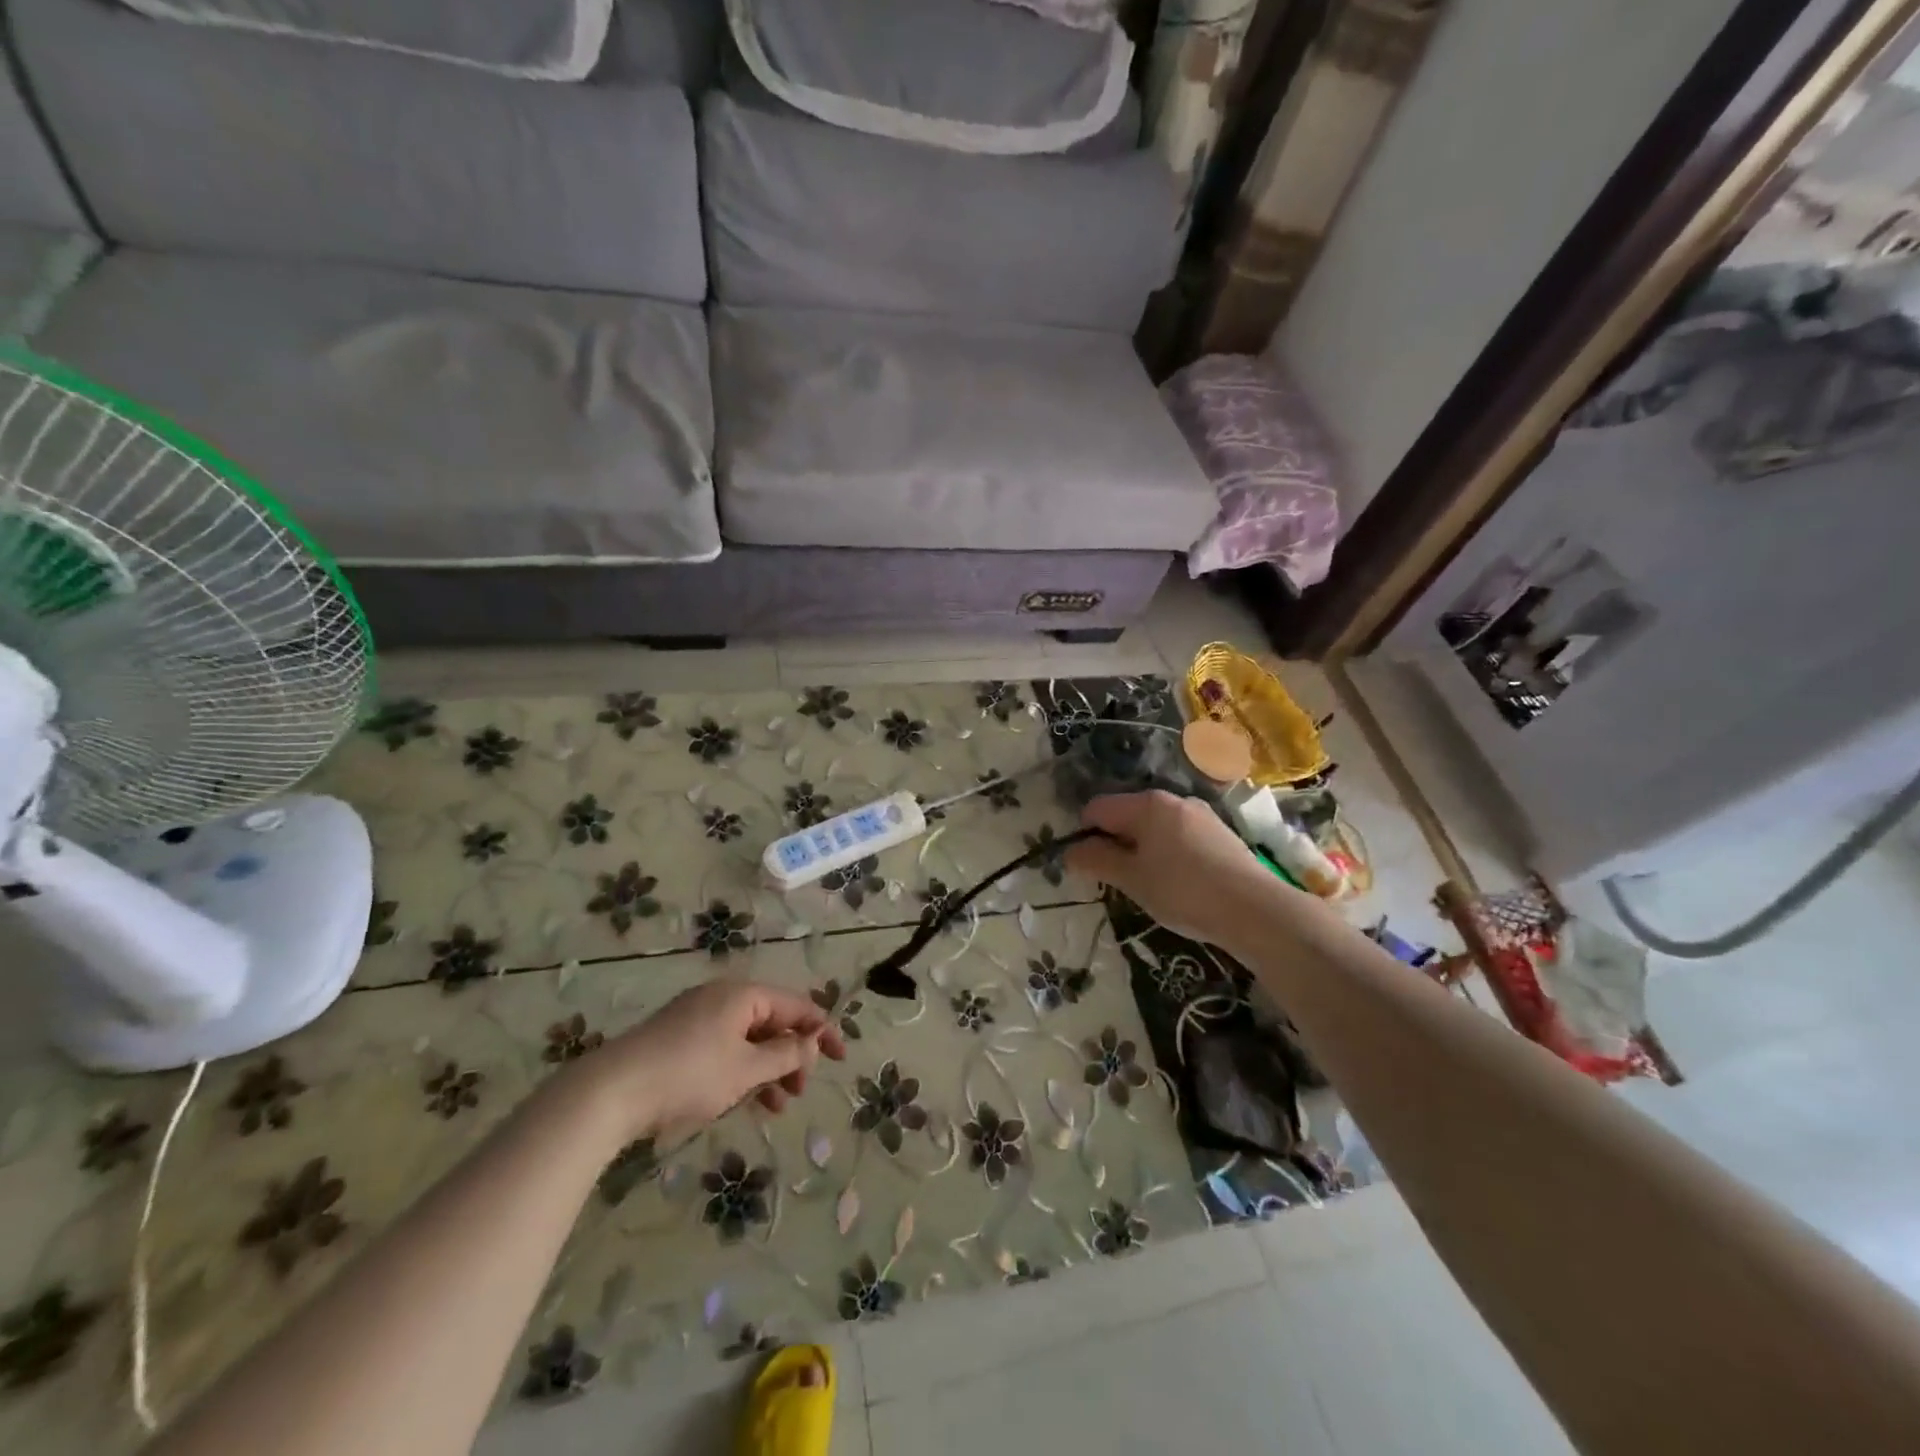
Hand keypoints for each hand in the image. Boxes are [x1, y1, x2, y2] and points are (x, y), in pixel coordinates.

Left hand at [588, 981, 847, 1140]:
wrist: (611, 1092)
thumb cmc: (689, 1075)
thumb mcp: (746, 1069)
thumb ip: (785, 1055)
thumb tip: (814, 1042)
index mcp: (744, 995)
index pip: (796, 1006)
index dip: (822, 1031)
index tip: (841, 1058)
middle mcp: (723, 997)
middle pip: (772, 1021)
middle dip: (792, 1055)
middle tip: (801, 1089)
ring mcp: (698, 1017)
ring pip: (748, 1039)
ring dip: (768, 1068)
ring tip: (778, 1105)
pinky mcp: (679, 1039)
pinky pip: (725, 1048)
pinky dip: (742, 1070)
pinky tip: (745, 1100)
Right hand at [1066, 790, 1289, 943]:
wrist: (1254, 909)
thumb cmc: (1182, 891)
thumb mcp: (1131, 880)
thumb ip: (1097, 861)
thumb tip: (1070, 851)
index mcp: (1146, 804)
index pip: (1097, 808)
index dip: (1084, 836)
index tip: (1087, 868)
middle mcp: (1172, 799)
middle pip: (1126, 815)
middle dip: (1114, 843)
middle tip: (1117, 880)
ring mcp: (1199, 814)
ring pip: (1153, 827)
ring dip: (1141, 851)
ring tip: (1148, 886)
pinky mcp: (1219, 833)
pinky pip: (1177, 836)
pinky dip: (1166, 854)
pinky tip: (1178, 883)